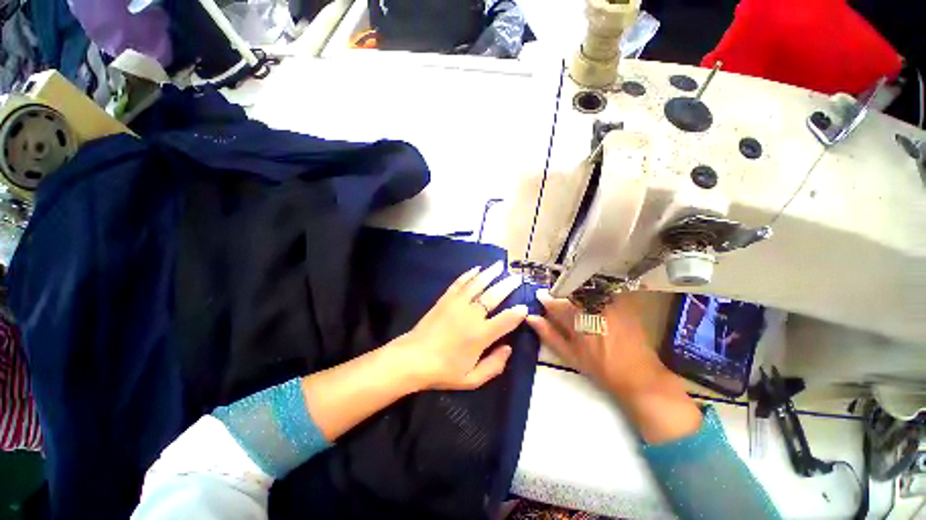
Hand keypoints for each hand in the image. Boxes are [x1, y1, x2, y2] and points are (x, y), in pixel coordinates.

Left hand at [390, 261, 527, 390]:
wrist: (413, 358)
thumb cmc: (443, 370)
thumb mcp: (472, 379)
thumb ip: (494, 366)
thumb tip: (508, 349)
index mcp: (481, 335)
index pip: (506, 320)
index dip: (518, 313)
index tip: (524, 307)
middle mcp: (472, 315)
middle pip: (494, 296)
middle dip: (508, 285)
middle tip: (517, 278)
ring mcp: (457, 304)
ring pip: (477, 284)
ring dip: (490, 274)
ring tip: (500, 265)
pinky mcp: (445, 299)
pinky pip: (460, 283)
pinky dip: (469, 275)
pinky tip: (476, 269)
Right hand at [526, 289, 670, 398]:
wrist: (637, 374)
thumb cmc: (600, 367)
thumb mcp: (569, 354)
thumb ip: (548, 334)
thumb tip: (531, 318)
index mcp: (578, 319)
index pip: (555, 302)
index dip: (545, 299)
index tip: (540, 297)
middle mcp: (593, 306)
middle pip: (569, 291)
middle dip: (561, 294)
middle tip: (560, 302)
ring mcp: (610, 301)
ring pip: (585, 288)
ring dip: (576, 291)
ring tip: (577, 303)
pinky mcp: (623, 300)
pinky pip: (603, 289)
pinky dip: (593, 292)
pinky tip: (594, 302)